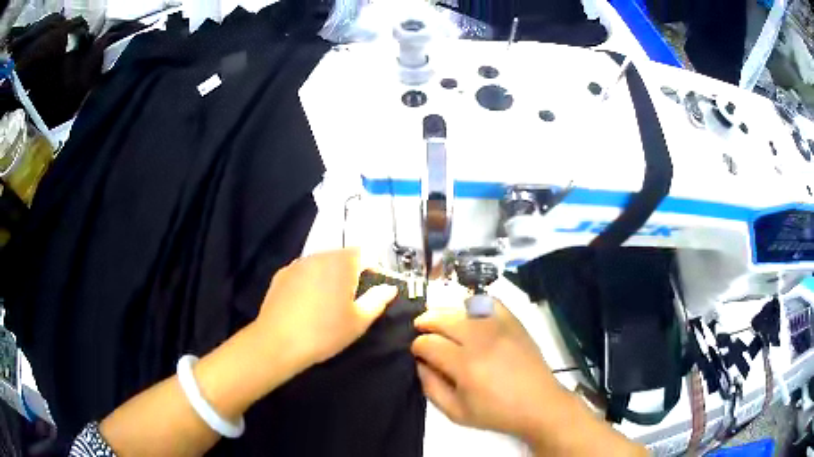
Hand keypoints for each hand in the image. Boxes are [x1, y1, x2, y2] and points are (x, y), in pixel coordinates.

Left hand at [252, 249, 397, 373]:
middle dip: (350, 272)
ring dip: (329, 276)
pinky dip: (310, 281)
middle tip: (351, 298)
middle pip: (340, 256)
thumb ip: (378, 300)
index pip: (363, 253)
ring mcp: (296, 264)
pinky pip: (303, 272)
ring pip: (320, 264)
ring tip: (328, 301)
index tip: (373, 287)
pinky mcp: (280, 275)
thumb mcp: (359, 321)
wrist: (278, 342)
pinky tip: (306, 303)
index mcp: (341, 263)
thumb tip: (389, 288)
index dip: (372, 268)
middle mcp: (318, 256)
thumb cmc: (325, 332)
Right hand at [410, 298, 565, 442]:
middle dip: (425, 322)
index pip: (429, 343)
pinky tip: (468, 314)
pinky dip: (474, 303)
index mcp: (465, 365)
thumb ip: (431, 387)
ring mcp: (500, 327)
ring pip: (462, 308)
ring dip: (445, 312)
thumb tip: (419, 363)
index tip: (416, 352)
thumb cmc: (496, 413)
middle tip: (420, 329)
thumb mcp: (456, 413)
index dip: (417, 346)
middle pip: (442, 319)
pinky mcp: (514, 322)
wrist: (539, 404)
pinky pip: (490, 302)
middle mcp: (481, 340)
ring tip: (439, 321)